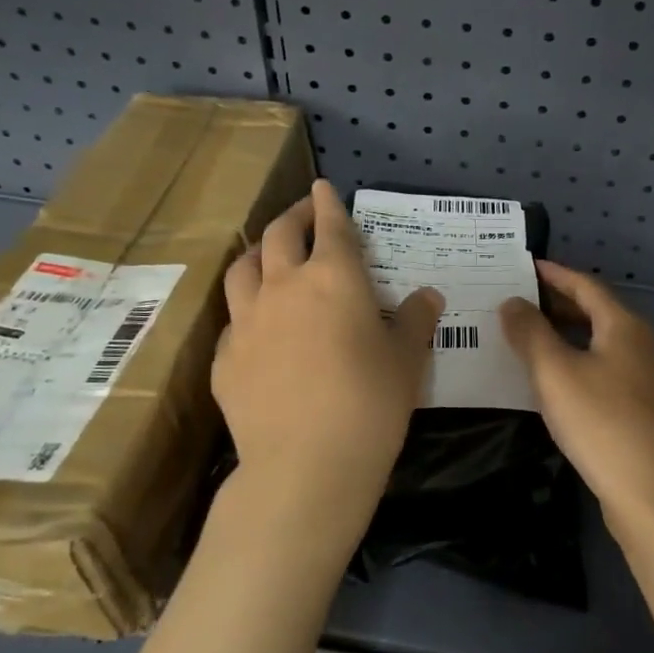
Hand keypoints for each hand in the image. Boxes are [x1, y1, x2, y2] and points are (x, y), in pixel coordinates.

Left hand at [213, 181, 442, 537]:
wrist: (305, 465)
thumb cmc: (370, 403)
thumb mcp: (407, 360)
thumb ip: (417, 320)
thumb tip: (429, 296)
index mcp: (333, 278)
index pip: (331, 226)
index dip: (329, 202)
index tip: (325, 187)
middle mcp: (283, 287)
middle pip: (279, 235)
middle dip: (294, 216)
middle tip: (305, 213)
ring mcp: (247, 321)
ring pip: (243, 268)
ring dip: (259, 252)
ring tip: (269, 256)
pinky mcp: (225, 358)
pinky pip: (233, 318)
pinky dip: (247, 307)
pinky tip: (258, 326)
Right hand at [499, 261, 653, 528]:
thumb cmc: (602, 422)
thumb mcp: (555, 373)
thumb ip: (530, 333)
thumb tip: (513, 302)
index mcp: (624, 326)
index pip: (586, 285)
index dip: (554, 274)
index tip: (525, 267)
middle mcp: (641, 344)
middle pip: (596, 312)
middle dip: (558, 304)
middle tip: (518, 303)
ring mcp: (646, 378)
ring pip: (600, 343)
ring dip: (566, 335)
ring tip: (529, 339)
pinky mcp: (644, 409)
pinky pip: (604, 369)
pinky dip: (577, 362)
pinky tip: (555, 383)